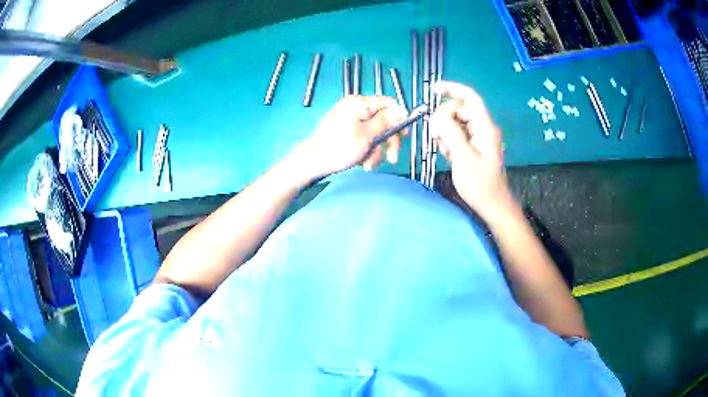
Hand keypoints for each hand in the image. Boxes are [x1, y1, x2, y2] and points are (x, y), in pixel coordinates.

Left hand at [298, 96, 407, 177]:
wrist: (312, 162)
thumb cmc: (338, 148)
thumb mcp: (367, 135)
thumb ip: (386, 121)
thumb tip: (402, 110)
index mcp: (359, 103)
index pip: (388, 103)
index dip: (399, 119)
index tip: (404, 136)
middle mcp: (355, 107)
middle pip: (383, 120)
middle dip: (388, 141)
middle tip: (392, 158)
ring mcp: (349, 118)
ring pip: (375, 132)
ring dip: (376, 150)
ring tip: (368, 164)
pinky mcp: (346, 130)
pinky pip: (364, 137)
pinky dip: (366, 150)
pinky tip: (362, 161)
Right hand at [430, 81, 511, 216]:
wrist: (492, 204)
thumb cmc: (480, 184)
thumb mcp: (462, 157)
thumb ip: (450, 132)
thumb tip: (437, 115)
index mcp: (485, 127)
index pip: (470, 98)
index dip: (453, 89)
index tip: (434, 89)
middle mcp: (483, 128)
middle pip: (459, 110)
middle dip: (444, 118)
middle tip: (437, 137)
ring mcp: (479, 137)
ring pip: (456, 122)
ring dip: (445, 131)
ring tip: (444, 150)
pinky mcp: (474, 146)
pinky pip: (458, 134)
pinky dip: (449, 140)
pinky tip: (448, 154)